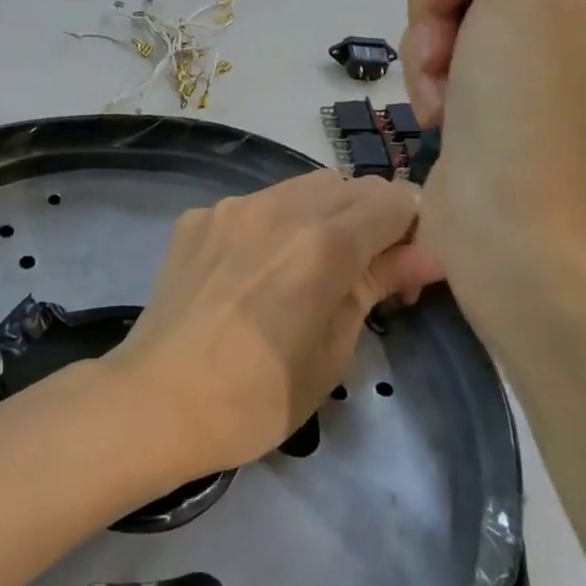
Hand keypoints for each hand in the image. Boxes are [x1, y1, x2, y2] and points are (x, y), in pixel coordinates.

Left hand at [108, 172, 442, 476]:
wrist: (156, 401)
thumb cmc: (257, 396)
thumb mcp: (334, 349)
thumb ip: (379, 285)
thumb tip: (429, 255)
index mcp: (325, 241)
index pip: (397, 199)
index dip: (410, 231)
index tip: (399, 274)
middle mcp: (280, 206)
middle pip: (350, 185)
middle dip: (368, 219)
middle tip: (358, 273)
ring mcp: (232, 206)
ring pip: (301, 187)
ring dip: (321, 215)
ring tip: (303, 270)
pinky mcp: (198, 217)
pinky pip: (254, 204)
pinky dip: (271, 225)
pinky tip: (252, 271)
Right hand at [404, 0, 585, 322]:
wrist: (513, 234)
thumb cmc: (530, 107)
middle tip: (432, 46)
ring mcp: (570, 51)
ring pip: (477, 0)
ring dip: (436, 38)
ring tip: (431, 87)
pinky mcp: (526, 87)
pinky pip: (471, 44)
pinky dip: (442, 70)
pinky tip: (435, 107)